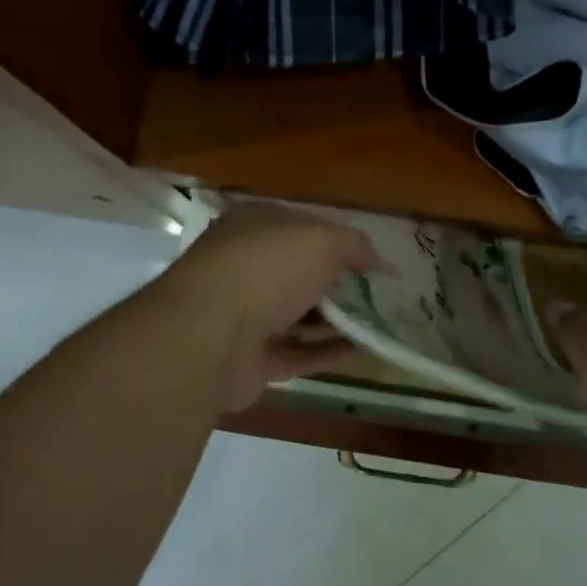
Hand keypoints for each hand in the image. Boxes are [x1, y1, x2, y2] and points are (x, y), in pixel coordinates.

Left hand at [167, 204, 379, 410]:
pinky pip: (295, 353)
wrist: (209, 336)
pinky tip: (360, 352)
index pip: (302, 226)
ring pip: (297, 315)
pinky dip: (326, 353)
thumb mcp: (321, 240)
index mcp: (254, 226)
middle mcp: (245, 266)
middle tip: (377, 294)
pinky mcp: (248, 359)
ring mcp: (243, 315)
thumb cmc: (266, 269)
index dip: (338, 240)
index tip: (370, 259)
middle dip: (337, 283)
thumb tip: (377, 260)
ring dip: (335, 320)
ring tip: (377, 324)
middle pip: (299, 272)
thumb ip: (353, 245)